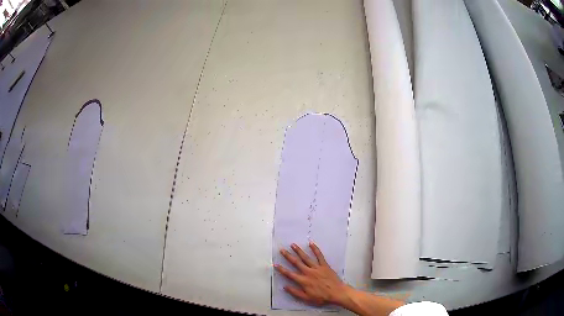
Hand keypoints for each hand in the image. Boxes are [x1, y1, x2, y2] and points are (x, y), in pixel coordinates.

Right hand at [274, 242, 349, 305]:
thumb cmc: (322, 297)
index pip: (290, 274)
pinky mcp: (324, 265)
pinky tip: (311, 243)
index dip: (282, 269)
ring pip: (306, 258)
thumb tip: (285, 286)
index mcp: (303, 281)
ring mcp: (317, 268)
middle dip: (288, 256)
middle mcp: (308, 272)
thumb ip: (295, 292)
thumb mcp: (307, 298)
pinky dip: (315, 249)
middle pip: (296, 263)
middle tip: (282, 250)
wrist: (337, 293)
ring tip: (293, 245)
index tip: (275, 264)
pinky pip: (319, 256)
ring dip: (299, 251)